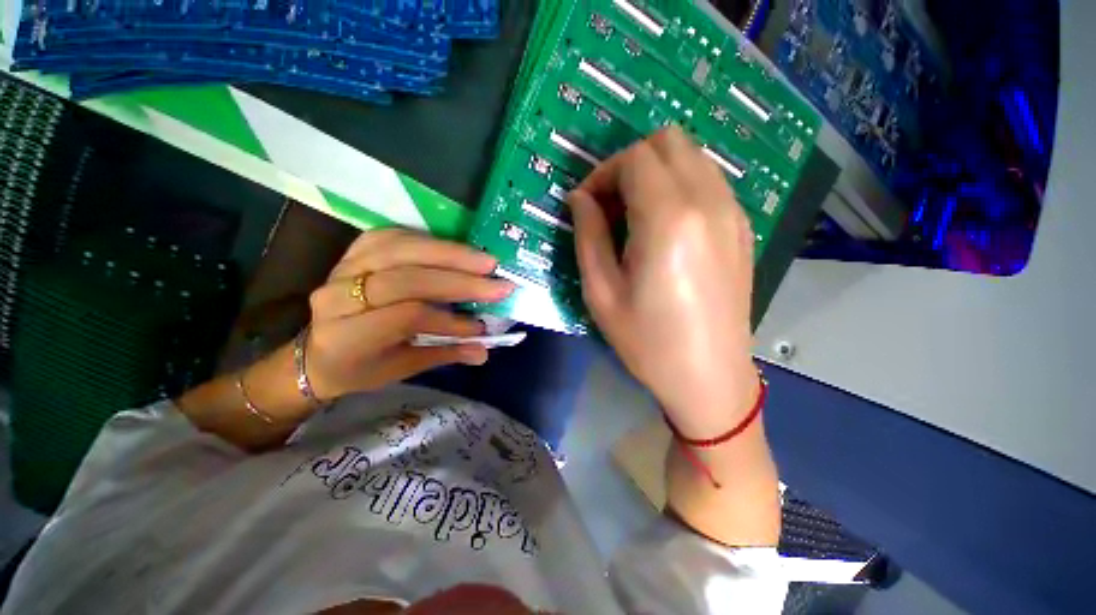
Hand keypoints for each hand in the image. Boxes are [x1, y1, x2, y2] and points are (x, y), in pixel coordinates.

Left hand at [303, 228, 514, 398]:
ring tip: (485, 261)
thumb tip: (483, 351)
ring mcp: (344, 267)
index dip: (447, 319)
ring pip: (402, 250)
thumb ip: (443, 355)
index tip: (480, 327)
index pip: (405, 316)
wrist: (319, 352)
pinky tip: (455, 249)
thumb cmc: (361, 367)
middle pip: (405, 278)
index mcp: (348, 336)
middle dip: (458, 279)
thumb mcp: (402, 369)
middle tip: (496, 280)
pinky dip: (430, 241)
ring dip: (450, 254)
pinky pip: (395, 236)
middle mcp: (339, 296)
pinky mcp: (354, 251)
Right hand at [569, 126, 759, 437]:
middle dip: (630, 165)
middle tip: (611, 207)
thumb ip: (588, 235)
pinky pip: (709, 182)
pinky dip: (680, 187)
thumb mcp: (601, 292)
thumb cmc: (648, 341)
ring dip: (656, 173)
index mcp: (669, 219)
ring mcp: (733, 213)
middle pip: (668, 143)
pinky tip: (665, 227)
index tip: (587, 205)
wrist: (709, 377)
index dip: (602, 174)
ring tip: (635, 217)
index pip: (634, 158)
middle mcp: (708, 202)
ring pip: (692, 157)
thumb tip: (579, 198)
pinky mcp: (742, 228)